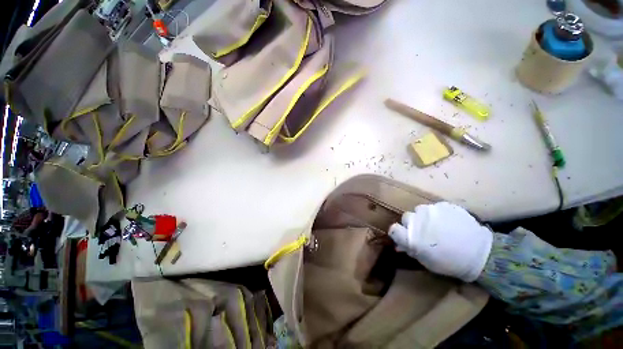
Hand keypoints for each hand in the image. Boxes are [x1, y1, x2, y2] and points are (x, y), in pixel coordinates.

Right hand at [388, 202, 492, 281]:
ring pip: (420, 210)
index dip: (397, 233)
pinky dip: (438, 214)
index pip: (393, 229)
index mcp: (411, 237)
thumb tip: (399, 245)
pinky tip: (448, 222)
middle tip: (424, 231)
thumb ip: (410, 250)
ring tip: (437, 225)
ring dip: (424, 217)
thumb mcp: (426, 261)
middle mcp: (417, 220)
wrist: (480, 254)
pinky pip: (434, 207)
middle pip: (406, 217)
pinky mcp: (444, 205)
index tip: (404, 236)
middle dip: (412, 224)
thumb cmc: (450, 262)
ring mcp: (431, 210)